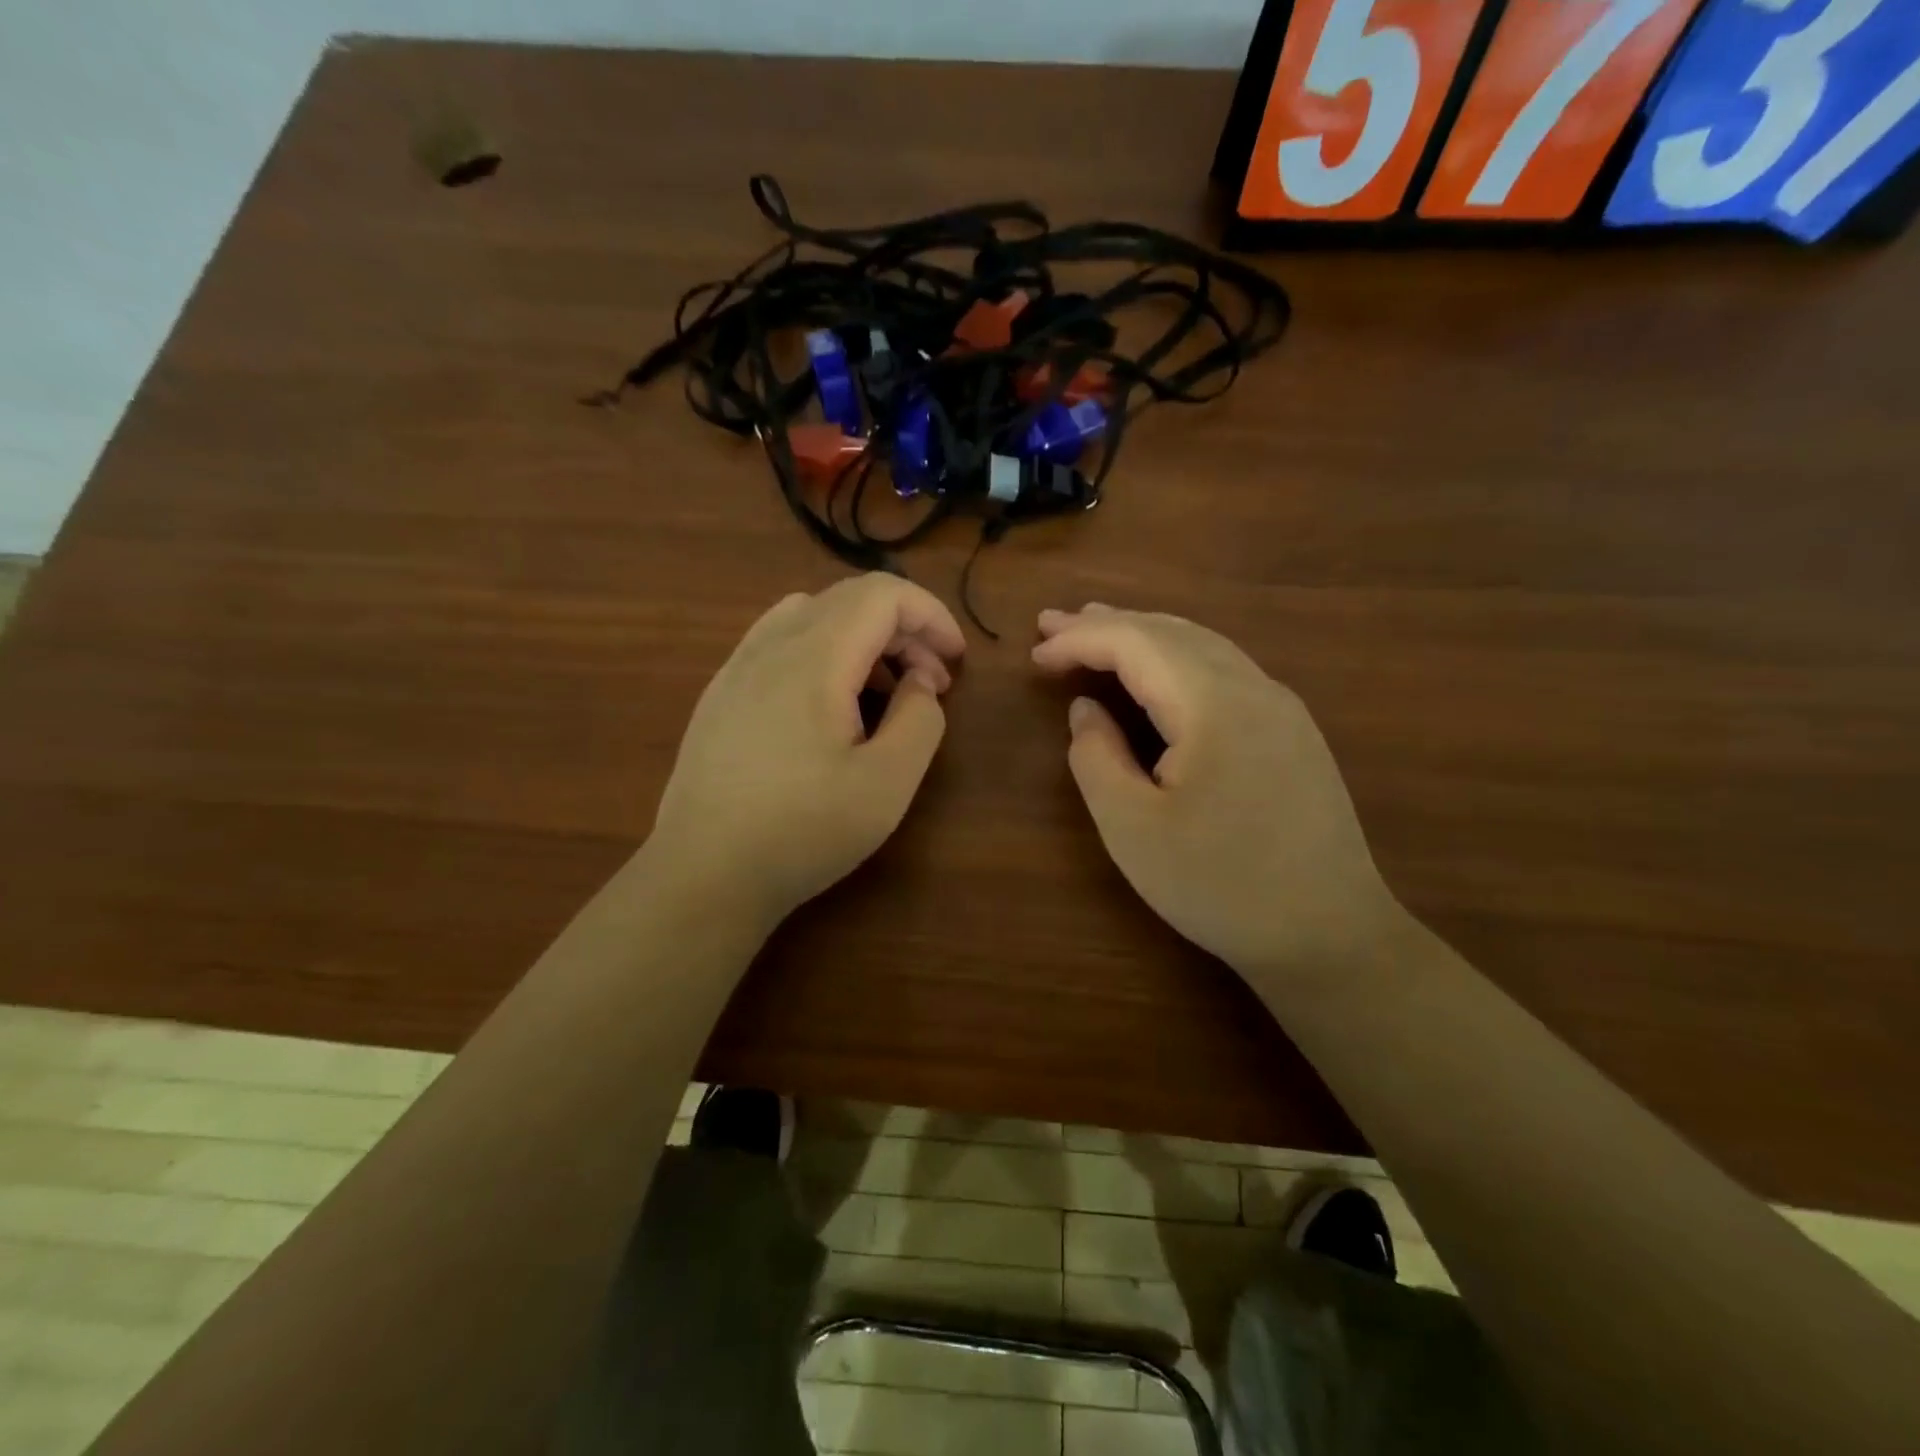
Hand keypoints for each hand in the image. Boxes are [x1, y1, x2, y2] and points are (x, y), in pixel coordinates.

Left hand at [650, 573, 964, 930]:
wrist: (704, 874)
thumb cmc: (803, 830)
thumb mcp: (888, 783)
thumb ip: (921, 719)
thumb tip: (918, 682)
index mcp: (815, 657)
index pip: (883, 594)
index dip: (930, 615)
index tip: (956, 661)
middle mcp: (771, 646)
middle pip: (849, 599)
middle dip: (904, 629)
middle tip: (929, 686)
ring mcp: (737, 667)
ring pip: (812, 614)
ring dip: (862, 638)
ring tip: (881, 693)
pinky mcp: (720, 694)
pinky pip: (779, 642)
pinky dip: (822, 652)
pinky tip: (826, 705)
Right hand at [1032, 604, 1400, 978]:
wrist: (1329, 935)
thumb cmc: (1219, 886)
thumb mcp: (1132, 828)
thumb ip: (1096, 758)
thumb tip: (1086, 710)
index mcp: (1213, 703)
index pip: (1135, 643)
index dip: (1079, 640)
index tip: (1034, 652)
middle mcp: (1253, 686)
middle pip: (1170, 631)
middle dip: (1107, 624)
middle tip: (1052, 624)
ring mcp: (1281, 707)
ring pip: (1201, 645)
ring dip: (1143, 635)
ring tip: (1096, 631)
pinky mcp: (1292, 731)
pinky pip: (1224, 670)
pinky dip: (1176, 659)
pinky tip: (1158, 673)